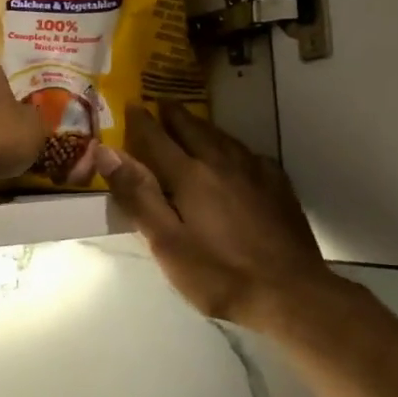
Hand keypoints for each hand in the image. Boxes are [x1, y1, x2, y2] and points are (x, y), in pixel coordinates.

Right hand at [99, 104, 334, 327]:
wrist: (290, 293)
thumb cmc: (219, 274)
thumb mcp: (167, 243)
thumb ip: (138, 196)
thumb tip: (107, 152)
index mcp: (190, 176)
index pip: (157, 138)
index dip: (141, 122)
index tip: (130, 105)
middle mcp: (222, 163)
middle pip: (193, 129)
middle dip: (174, 115)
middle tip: (162, 103)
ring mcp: (255, 173)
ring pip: (223, 137)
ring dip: (203, 126)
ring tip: (192, 123)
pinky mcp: (278, 187)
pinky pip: (250, 154)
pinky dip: (233, 146)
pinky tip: (236, 155)